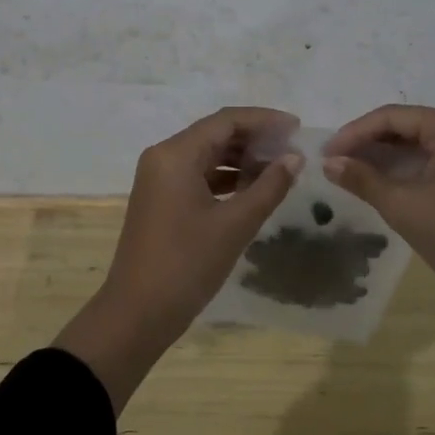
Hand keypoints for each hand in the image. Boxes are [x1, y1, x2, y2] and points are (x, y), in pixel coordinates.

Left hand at [106, 106, 302, 334]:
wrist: (137, 314)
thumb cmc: (186, 264)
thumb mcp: (235, 224)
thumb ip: (268, 187)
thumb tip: (295, 158)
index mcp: (176, 154)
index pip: (226, 121)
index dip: (264, 120)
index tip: (297, 127)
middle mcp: (164, 156)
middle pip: (215, 134)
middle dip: (255, 139)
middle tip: (293, 149)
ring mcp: (160, 178)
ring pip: (207, 155)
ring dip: (242, 159)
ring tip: (280, 169)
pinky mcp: (162, 199)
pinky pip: (198, 175)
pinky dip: (226, 178)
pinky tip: (253, 189)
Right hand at [322, 105, 434, 305]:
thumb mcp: (404, 206)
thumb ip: (363, 179)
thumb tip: (328, 163)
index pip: (394, 117)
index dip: (355, 133)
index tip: (326, 153)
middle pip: (408, 126)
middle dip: (369, 143)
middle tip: (334, 163)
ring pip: (421, 145)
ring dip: (386, 157)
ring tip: (351, 172)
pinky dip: (407, 169)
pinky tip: (382, 182)